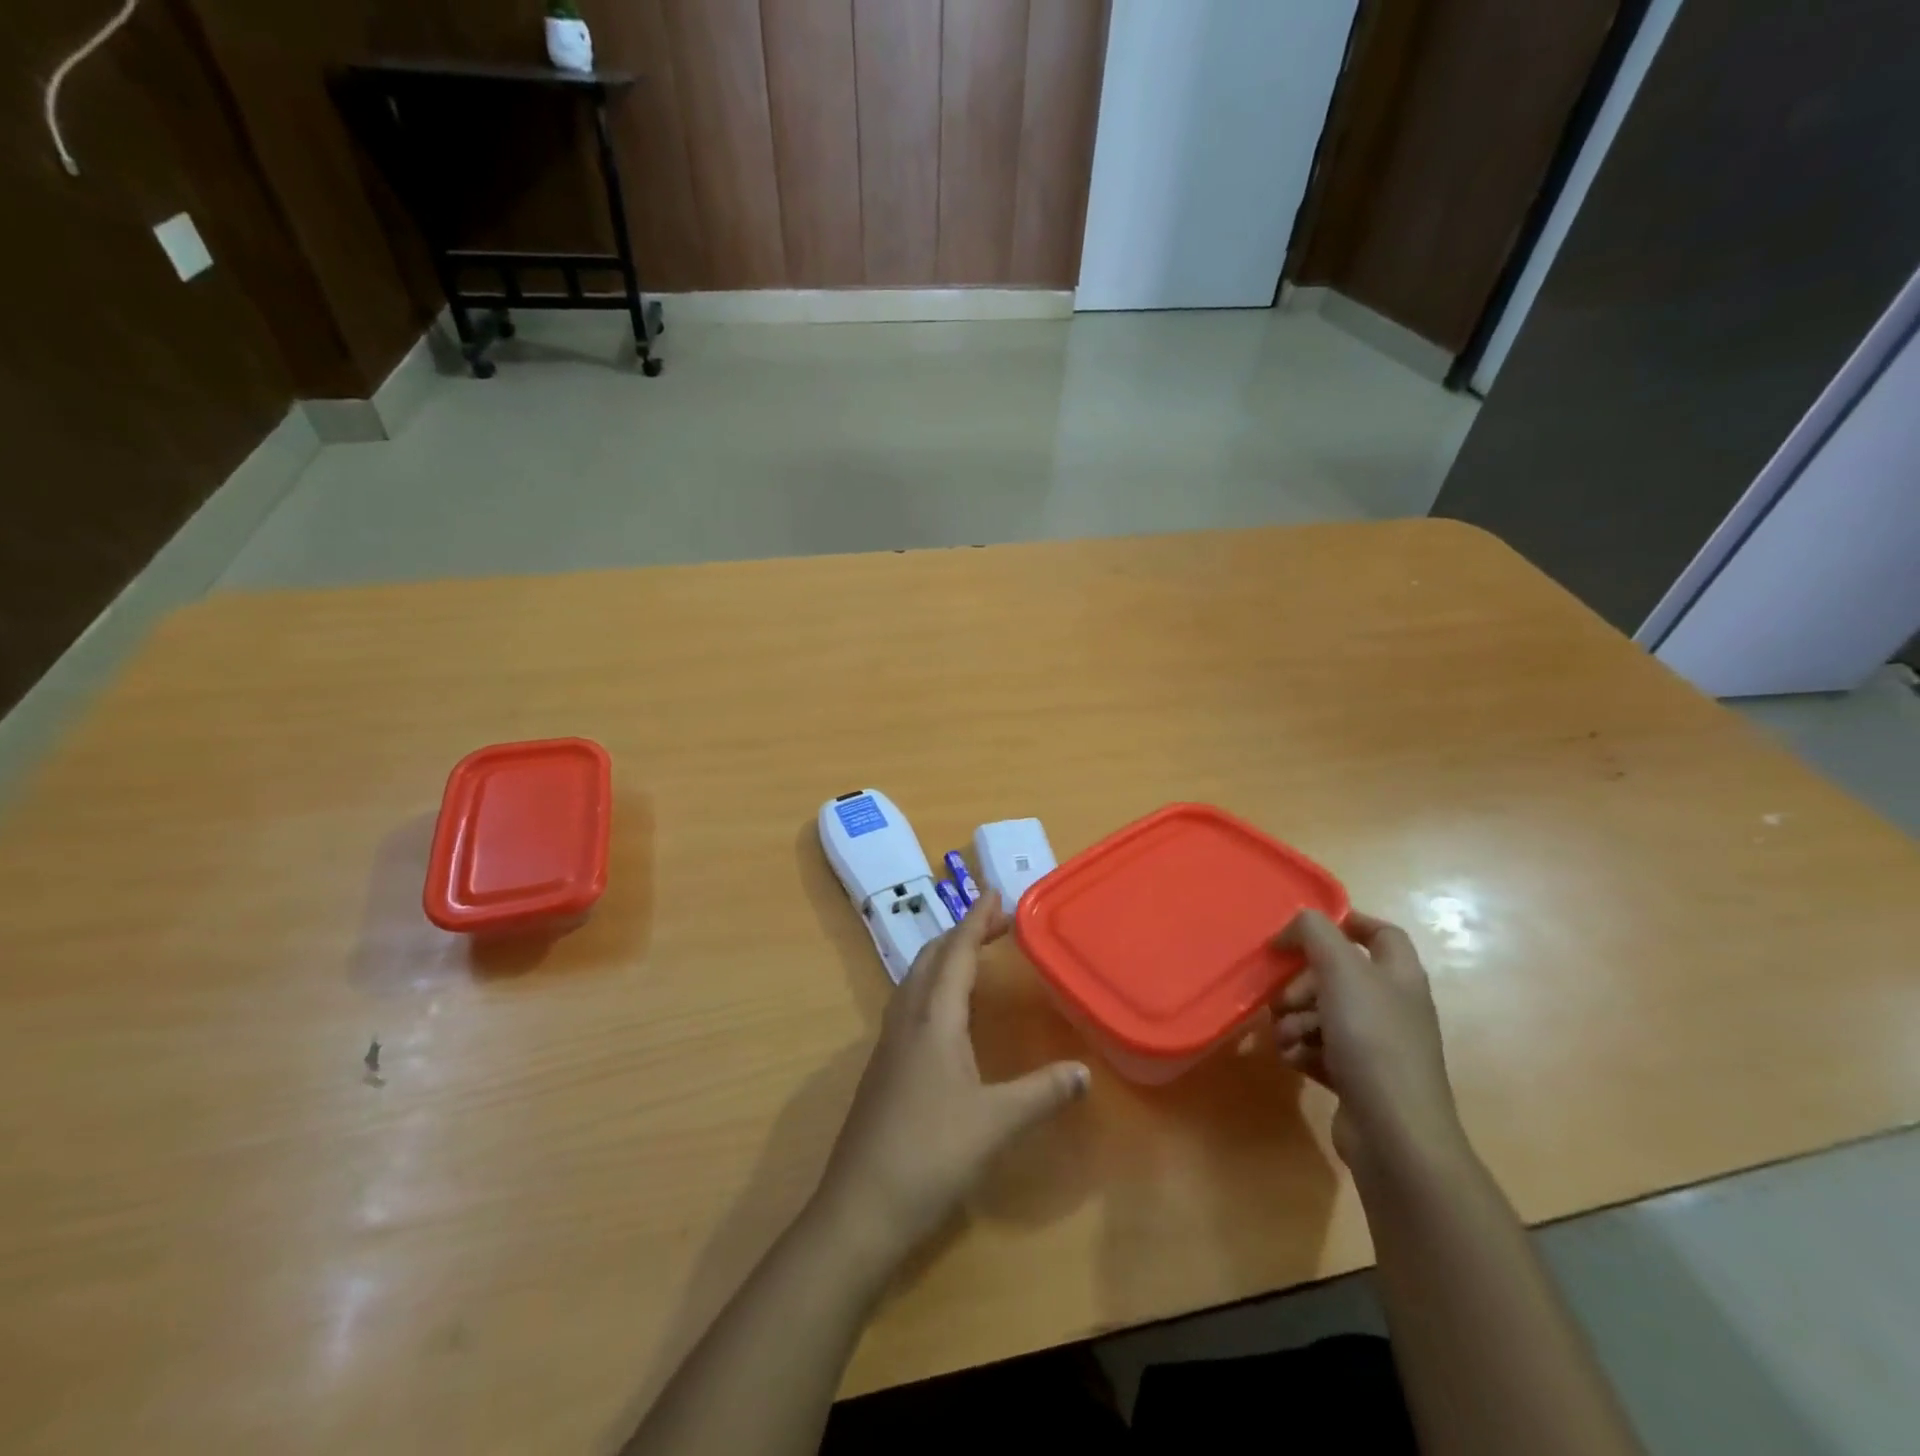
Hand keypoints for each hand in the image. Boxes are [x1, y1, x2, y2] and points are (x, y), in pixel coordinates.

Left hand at [812, 891, 1090, 1271]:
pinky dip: (932, 986)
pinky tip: (946, 1013)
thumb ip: (1043, 1093)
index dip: (977, 921)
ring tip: (973, 955)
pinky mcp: (882, 1067)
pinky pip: (909, 1004)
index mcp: (933, 1019)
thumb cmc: (931, 1154)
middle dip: (961, 933)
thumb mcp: (996, 1123)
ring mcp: (888, 1043)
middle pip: (930, 957)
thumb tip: (1085, 1073)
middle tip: (996, 923)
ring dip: (943, 957)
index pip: (956, 953)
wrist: (860, 1207)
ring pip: (915, 980)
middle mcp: (907, 1019)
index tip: (997, 894)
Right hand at [1268, 909, 1468, 1182]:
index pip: (1380, 933)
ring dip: (1295, 1020)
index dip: (1346, 923)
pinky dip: (1301, 1049)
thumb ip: (1314, 932)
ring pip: (1321, 1013)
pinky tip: (1295, 1059)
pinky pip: (1318, 1048)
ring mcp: (1376, 1045)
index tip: (1303, 931)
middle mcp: (1391, 1006)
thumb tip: (1295, 923)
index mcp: (1399, 975)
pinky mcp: (1357, 1077)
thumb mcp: (1340, 970)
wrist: (1394, 1132)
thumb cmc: (1372, 1040)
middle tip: (1286, 997)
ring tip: (1289, 1036)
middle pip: (1337, 975)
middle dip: (1302, 983)